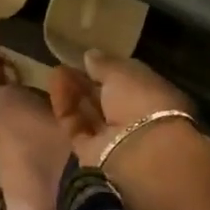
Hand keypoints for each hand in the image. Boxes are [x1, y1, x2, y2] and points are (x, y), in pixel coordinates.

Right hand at [49, 51, 196, 169]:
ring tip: (56, 71)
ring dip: (73, 91)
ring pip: (89, 113)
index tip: (89, 58)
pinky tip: (55, 86)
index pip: (129, 81)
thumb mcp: (123, 73)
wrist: (141, 154)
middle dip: (86, 81)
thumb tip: (90, 55)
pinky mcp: (91, 154)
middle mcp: (136, 119)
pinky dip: (65, 107)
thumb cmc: (141, 102)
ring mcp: (113, 138)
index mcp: (154, 96)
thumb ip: (104, 64)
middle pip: (106, 98)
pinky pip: (76, 127)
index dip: (109, 69)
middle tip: (66, 64)